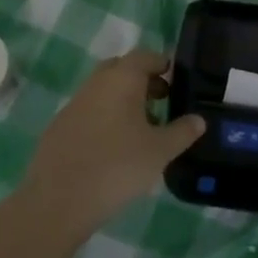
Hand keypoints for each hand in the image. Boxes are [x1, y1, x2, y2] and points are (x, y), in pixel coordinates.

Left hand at [19, 49, 204, 238]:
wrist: (58, 201)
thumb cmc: (117, 167)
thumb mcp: (160, 151)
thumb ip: (183, 132)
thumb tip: (199, 120)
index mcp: (121, 79)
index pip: (144, 56)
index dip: (162, 64)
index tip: (176, 79)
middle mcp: (95, 83)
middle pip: (121, 69)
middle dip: (142, 79)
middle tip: (160, 100)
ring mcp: (74, 104)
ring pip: (103, 90)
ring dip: (122, 100)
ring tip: (140, 128)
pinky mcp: (59, 127)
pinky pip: (88, 112)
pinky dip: (103, 118)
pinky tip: (112, 147)